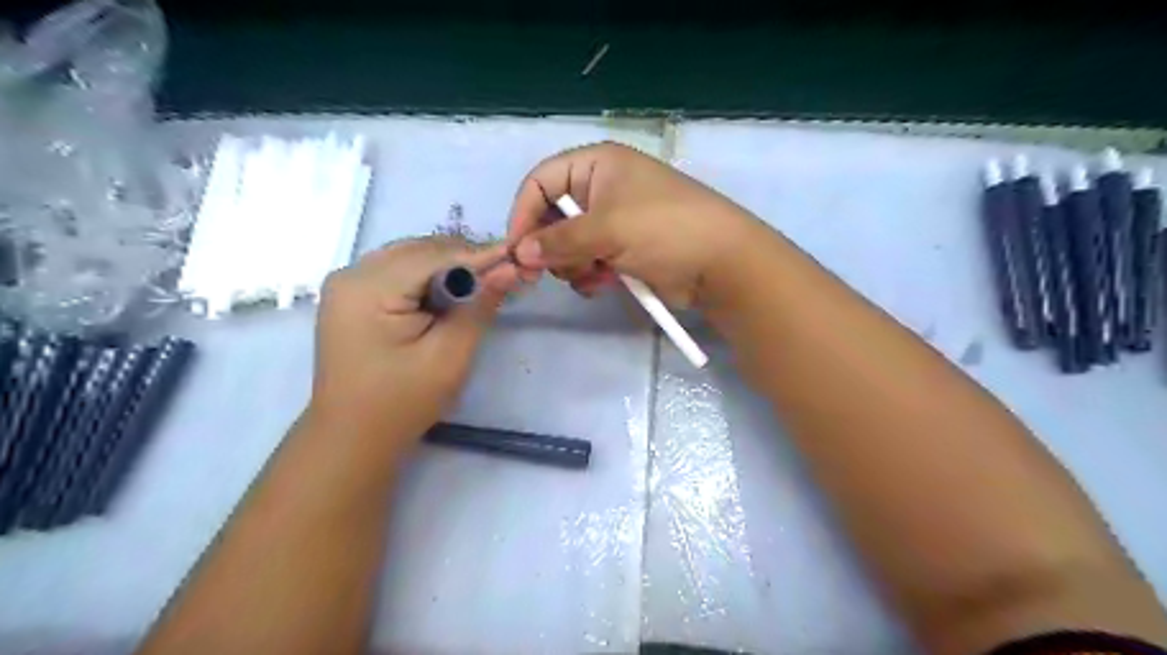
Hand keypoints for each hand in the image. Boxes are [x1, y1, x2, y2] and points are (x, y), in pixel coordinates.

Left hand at [306, 239, 520, 448]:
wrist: (351, 438)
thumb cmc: (401, 403)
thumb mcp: (449, 356)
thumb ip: (479, 307)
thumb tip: (509, 269)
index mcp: (368, 288)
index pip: (434, 256)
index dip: (480, 255)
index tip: (518, 260)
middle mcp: (351, 273)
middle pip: (421, 250)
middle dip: (465, 260)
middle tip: (505, 276)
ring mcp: (347, 283)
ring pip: (411, 256)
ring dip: (448, 267)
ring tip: (482, 286)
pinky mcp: (351, 296)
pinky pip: (398, 271)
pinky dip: (428, 277)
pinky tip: (450, 294)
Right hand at [506, 141, 762, 308]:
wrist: (720, 264)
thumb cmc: (663, 230)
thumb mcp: (607, 229)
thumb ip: (558, 241)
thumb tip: (520, 253)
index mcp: (598, 165)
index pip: (542, 181)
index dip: (524, 213)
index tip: (516, 249)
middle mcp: (602, 189)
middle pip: (552, 216)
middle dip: (549, 246)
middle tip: (545, 272)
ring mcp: (614, 222)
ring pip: (568, 244)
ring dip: (572, 265)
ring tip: (591, 275)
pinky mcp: (624, 251)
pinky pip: (589, 262)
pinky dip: (590, 275)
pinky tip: (603, 284)